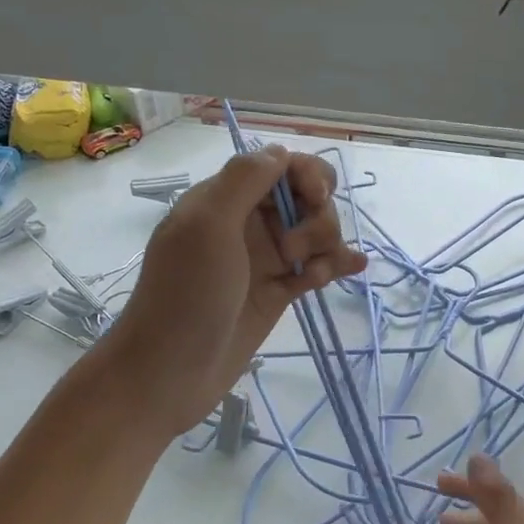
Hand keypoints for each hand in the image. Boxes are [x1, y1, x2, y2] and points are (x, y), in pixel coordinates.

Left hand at [96, 145, 366, 436]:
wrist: (170, 371)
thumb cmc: (185, 294)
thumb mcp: (206, 225)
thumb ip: (244, 181)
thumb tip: (282, 152)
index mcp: (224, 199)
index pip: (280, 166)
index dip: (307, 175)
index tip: (315, 198)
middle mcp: (247, 223)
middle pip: (305, 198)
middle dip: (317, 217)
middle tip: (293, 252)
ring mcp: (264, 259)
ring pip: (315, 233)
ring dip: (325, 246)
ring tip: (309, 277)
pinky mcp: (277, 292)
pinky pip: (316, 268)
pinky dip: (336, 264)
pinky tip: (353, 268)